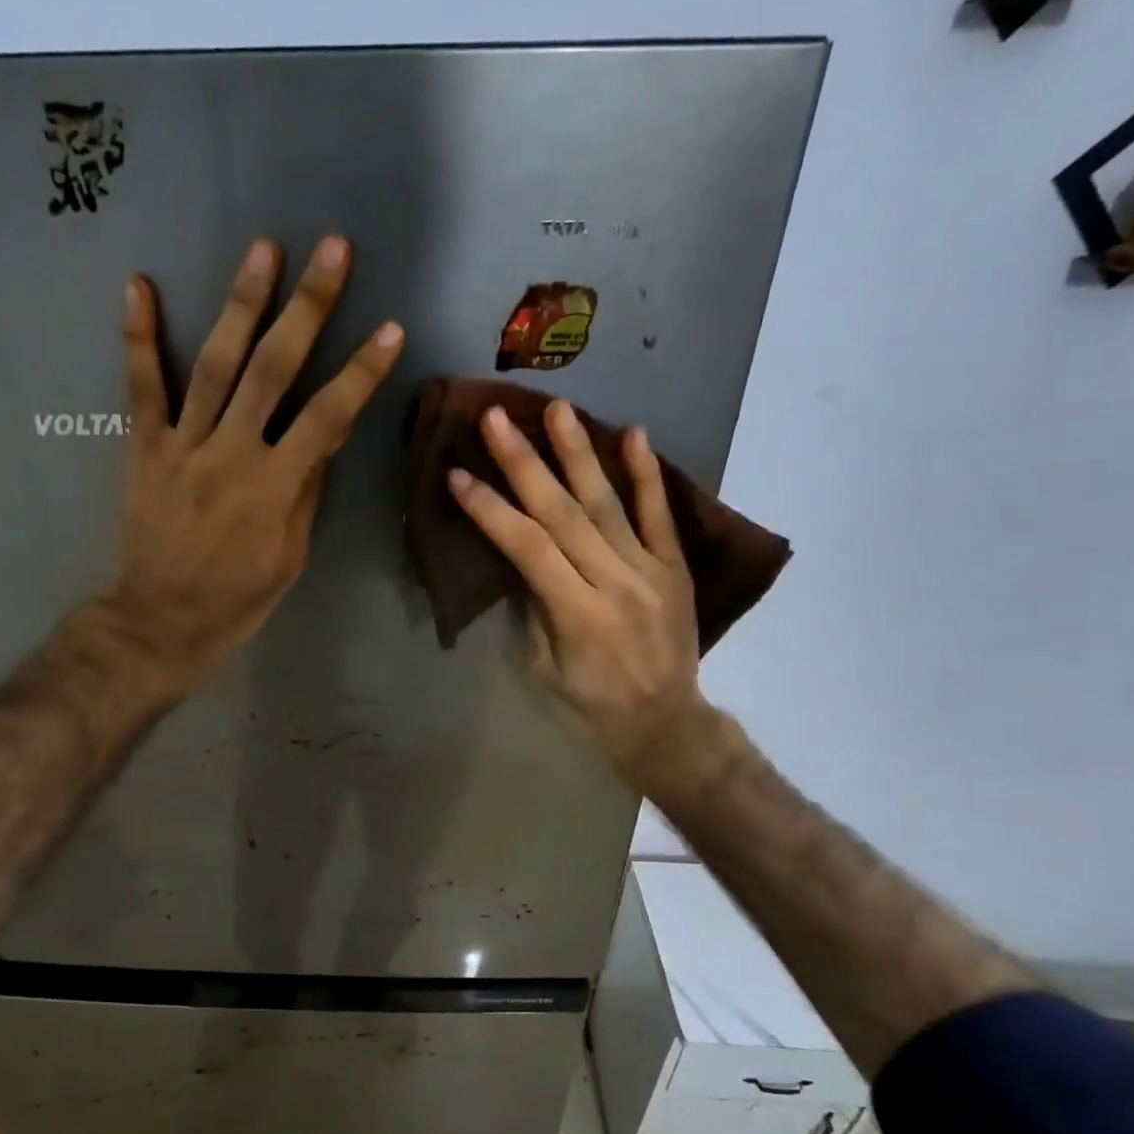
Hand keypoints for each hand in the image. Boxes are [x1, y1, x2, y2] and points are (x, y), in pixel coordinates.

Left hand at [100, 234, 403, 688]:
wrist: (162, 621)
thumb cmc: (238, 599)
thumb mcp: (291, 556)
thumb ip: (305, 492)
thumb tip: (325, 437)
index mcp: (275, 488)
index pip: (328, 417)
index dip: (361, 372)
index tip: (389, 327)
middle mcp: (231, 454)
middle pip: (274, 371)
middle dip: (308, 307)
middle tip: (332, 249)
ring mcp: (184, 446)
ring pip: (215, 365)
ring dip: (241, 304)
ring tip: (263, 248)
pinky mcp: (144, 448)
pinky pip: (142, 389)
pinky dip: (139, 337)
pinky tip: (139, 284)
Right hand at [448, 401, 713, 785]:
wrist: (665, 725)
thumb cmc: (591, 708)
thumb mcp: (544, 668)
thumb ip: (535, 608)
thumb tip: (522, 557)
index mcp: (576, 613)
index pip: (526, 547)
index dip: (490, 509)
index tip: (458, 475)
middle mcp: (614, 581)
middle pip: (563, 513)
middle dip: (524, 463)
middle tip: (496, 419)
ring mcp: (649, 569)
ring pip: (608, 502)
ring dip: (579, 453)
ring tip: (557, 408)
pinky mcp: (674, 566)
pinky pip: (660, 514)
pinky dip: (646, 473)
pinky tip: (632, 433)